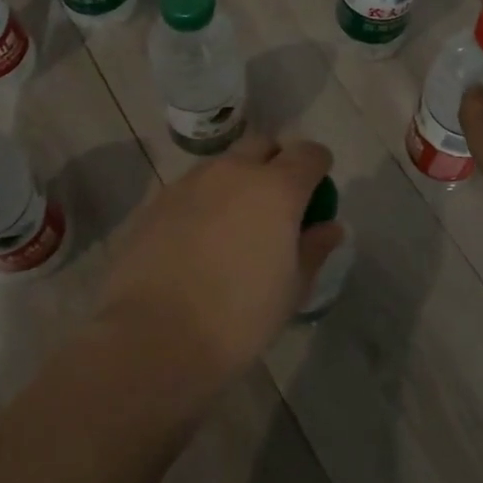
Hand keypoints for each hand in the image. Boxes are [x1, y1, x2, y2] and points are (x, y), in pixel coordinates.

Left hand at [92, 133, 344, 391]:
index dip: (318, 168)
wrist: (152, 337)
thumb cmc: (238, 318)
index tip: (317, 194)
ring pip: (224, 165)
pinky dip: (204, 202)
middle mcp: (233, 171)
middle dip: (277, 164)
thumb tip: (329, 227)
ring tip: (235, 225)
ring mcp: (190, 182)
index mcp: (276, 188)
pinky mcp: (156, 200)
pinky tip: (198, 241)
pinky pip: (192, 188)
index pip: (309, 153)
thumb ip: (314, 249)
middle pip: (263, 146)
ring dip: (237, 181)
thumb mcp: (291, 290)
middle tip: (278, 205)